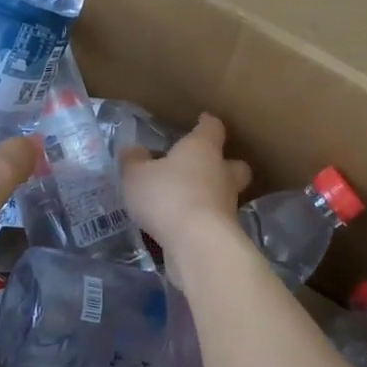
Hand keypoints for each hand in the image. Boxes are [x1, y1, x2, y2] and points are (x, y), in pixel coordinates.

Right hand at [120, 113, 252, 278]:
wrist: (198, 245)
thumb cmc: (168, 196)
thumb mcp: (136, 176)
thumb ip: (133, 161)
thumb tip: (132, 149)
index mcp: (203, 148)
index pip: (212, 128)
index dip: (207, 124)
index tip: (202, 121)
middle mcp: (221, 173)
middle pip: (234, 164)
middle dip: (224, 164)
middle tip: (206, 167)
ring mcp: (228, 205)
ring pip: (226, 194)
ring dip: (211, 197)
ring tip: (187, 202)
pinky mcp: (226, 234)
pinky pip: (214, 221)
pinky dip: (203, 222)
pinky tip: (184, 227)